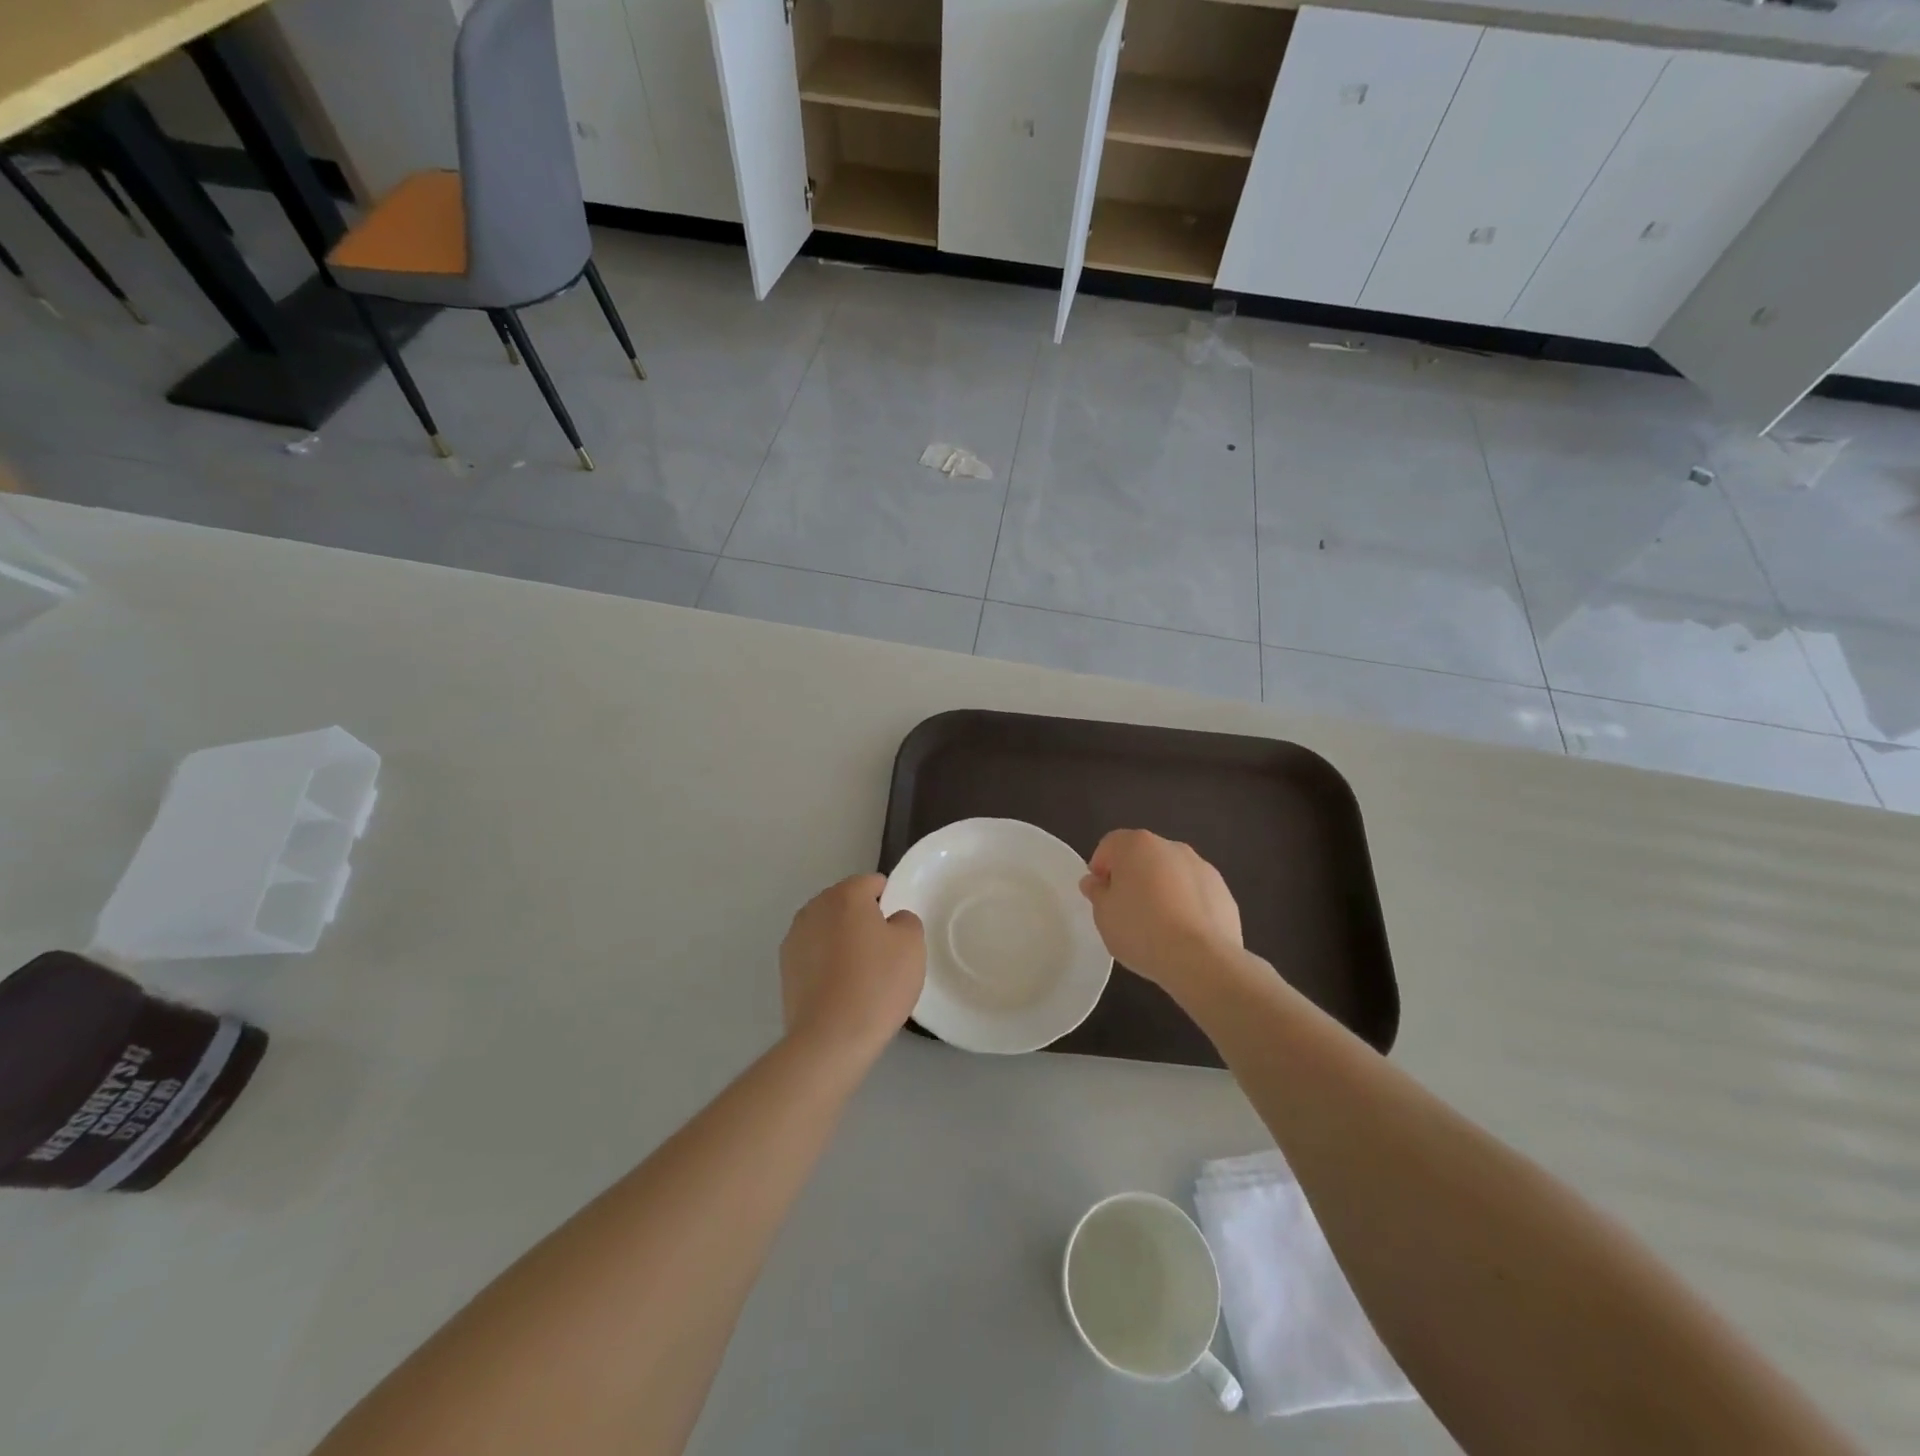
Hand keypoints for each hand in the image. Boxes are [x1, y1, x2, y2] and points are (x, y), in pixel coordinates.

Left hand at [780, 874, 925, 1061]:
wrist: (831, 1038)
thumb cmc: (877, 984)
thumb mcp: (912, 945)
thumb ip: (906, 920)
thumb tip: (891, 921)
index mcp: (845, 895)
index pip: (872, 883)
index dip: (890, 901)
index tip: (898, 930)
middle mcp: (814, 908)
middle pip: (846, 903)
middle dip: (863, 919)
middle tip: (883, 952)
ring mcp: (794, 938)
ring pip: (828, 928)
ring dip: (842, 940)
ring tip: (860, 974)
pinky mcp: (785, 968)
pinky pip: (814, 953)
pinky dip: (827, 962)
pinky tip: (840, 989)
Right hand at [1079, 830, 1241, 990]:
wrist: (1200, 959)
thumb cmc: (1141, 930)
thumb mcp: (1104, 914)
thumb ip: (1097, 892)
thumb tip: (1095, 882)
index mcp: (1137, 844)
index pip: (1110, 845)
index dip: (1100, 867)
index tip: (1099, 894)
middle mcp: (1171, 847)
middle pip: (1143, 856)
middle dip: (1133, 877)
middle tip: (1125, 910)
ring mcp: (1202, 868)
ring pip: (1172, 874)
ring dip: (1161, 890)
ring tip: (1157, 926)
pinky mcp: (1224, 892)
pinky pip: (1195, 894)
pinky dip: (1186, 906)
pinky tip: (1182, 934)